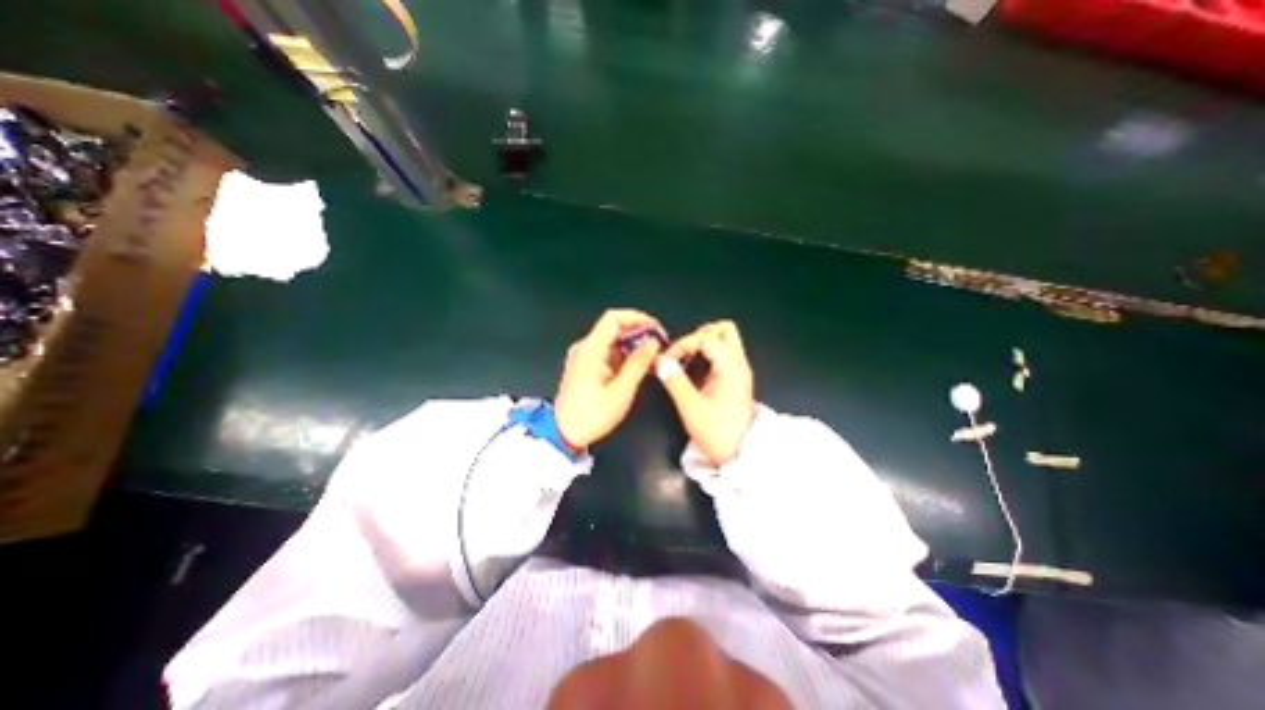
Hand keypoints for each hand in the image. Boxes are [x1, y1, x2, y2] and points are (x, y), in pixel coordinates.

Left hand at [557, 308, 665, 449]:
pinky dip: (623, 355)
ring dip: (632, 344)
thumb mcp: (621, 391)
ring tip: (651, 356)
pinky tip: (636, 366)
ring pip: (611, 340)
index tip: (655, 327)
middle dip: (637, 332)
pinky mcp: (584, 366)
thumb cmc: (592, 415)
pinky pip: (606, 352)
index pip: (613, 318)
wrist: (564, 434)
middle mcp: (584, 348)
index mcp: (590, 350)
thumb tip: (653, 343)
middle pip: (612, 328)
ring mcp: (583, 357)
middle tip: (657, 343)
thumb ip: (638, 363)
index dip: (636, 318)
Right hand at [662, 319, 748, 466]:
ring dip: (703, 343)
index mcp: (730, 367)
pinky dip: (707, 354)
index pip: (706, 337)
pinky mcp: (735, 379)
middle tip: (682, 352)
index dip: (684, 344)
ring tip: (685, 359)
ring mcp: (739, 371)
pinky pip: (722, 354)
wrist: (740, 455)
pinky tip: (693, 369)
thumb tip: (660, 361)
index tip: (668, 359)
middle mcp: (738, 364)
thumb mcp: (691, 407)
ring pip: (725, 340)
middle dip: (699, 335)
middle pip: (724, 330)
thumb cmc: (717, 432)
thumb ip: (674, 380)